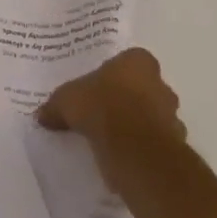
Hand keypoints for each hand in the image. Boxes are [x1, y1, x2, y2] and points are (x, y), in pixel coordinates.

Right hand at [37, 49, 186, 192]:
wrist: (135, 150)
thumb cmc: (102, 107)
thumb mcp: (66, 101)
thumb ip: (56, 106)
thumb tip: (42, 115)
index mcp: (138, 62)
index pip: (129, 61)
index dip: (114, 74)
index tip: (99, 87)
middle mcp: (161, 84)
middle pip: (144, 88)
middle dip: (128, 99)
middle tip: (103, 112)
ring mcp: (172, 116)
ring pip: (152, 116)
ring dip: (137, 125)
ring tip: (111, 138)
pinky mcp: (174, 145)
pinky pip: (154, 143)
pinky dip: (141, 148)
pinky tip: (121, 156)